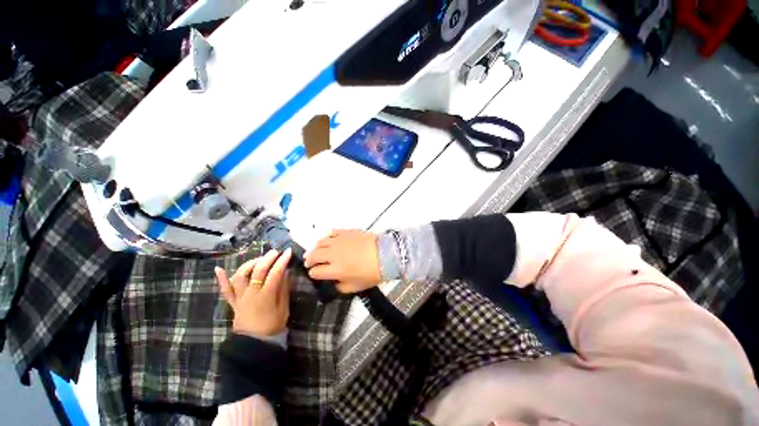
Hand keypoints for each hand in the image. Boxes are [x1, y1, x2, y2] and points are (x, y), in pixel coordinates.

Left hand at [215, 248, 292, 336]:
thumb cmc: (273, 325)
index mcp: (266, 296)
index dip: (282, 261)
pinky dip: (221, 279)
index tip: (289, 252)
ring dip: (249, 264)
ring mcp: (240, 297)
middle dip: (267, 258)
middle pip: (258, 271)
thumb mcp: (284, 308)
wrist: (255, 343)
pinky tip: (218, 268)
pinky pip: (225, 290)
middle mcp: (251, 293)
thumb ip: (284, 289)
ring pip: (240, 275)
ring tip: (259, 259)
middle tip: (276, 252)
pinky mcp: (233, 302)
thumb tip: (286, 272)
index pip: (275, 273)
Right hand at [304, 229, 381, 293]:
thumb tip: (333, 282)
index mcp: (336, 270)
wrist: (385, 254)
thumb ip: (340, 287)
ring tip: (314, 251)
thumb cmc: (372, 273)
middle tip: (309, 262)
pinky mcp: (346, 232)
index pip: (316, 272)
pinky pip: (331, 233)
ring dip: (314, 248)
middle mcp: (333, 254)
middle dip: (309, 260)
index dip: (313, 274)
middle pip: (314, 255)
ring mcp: (339, 241)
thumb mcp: (356, 287)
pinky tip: (326, 240)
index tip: (315, 274)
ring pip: (320, 243)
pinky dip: (326, 237)